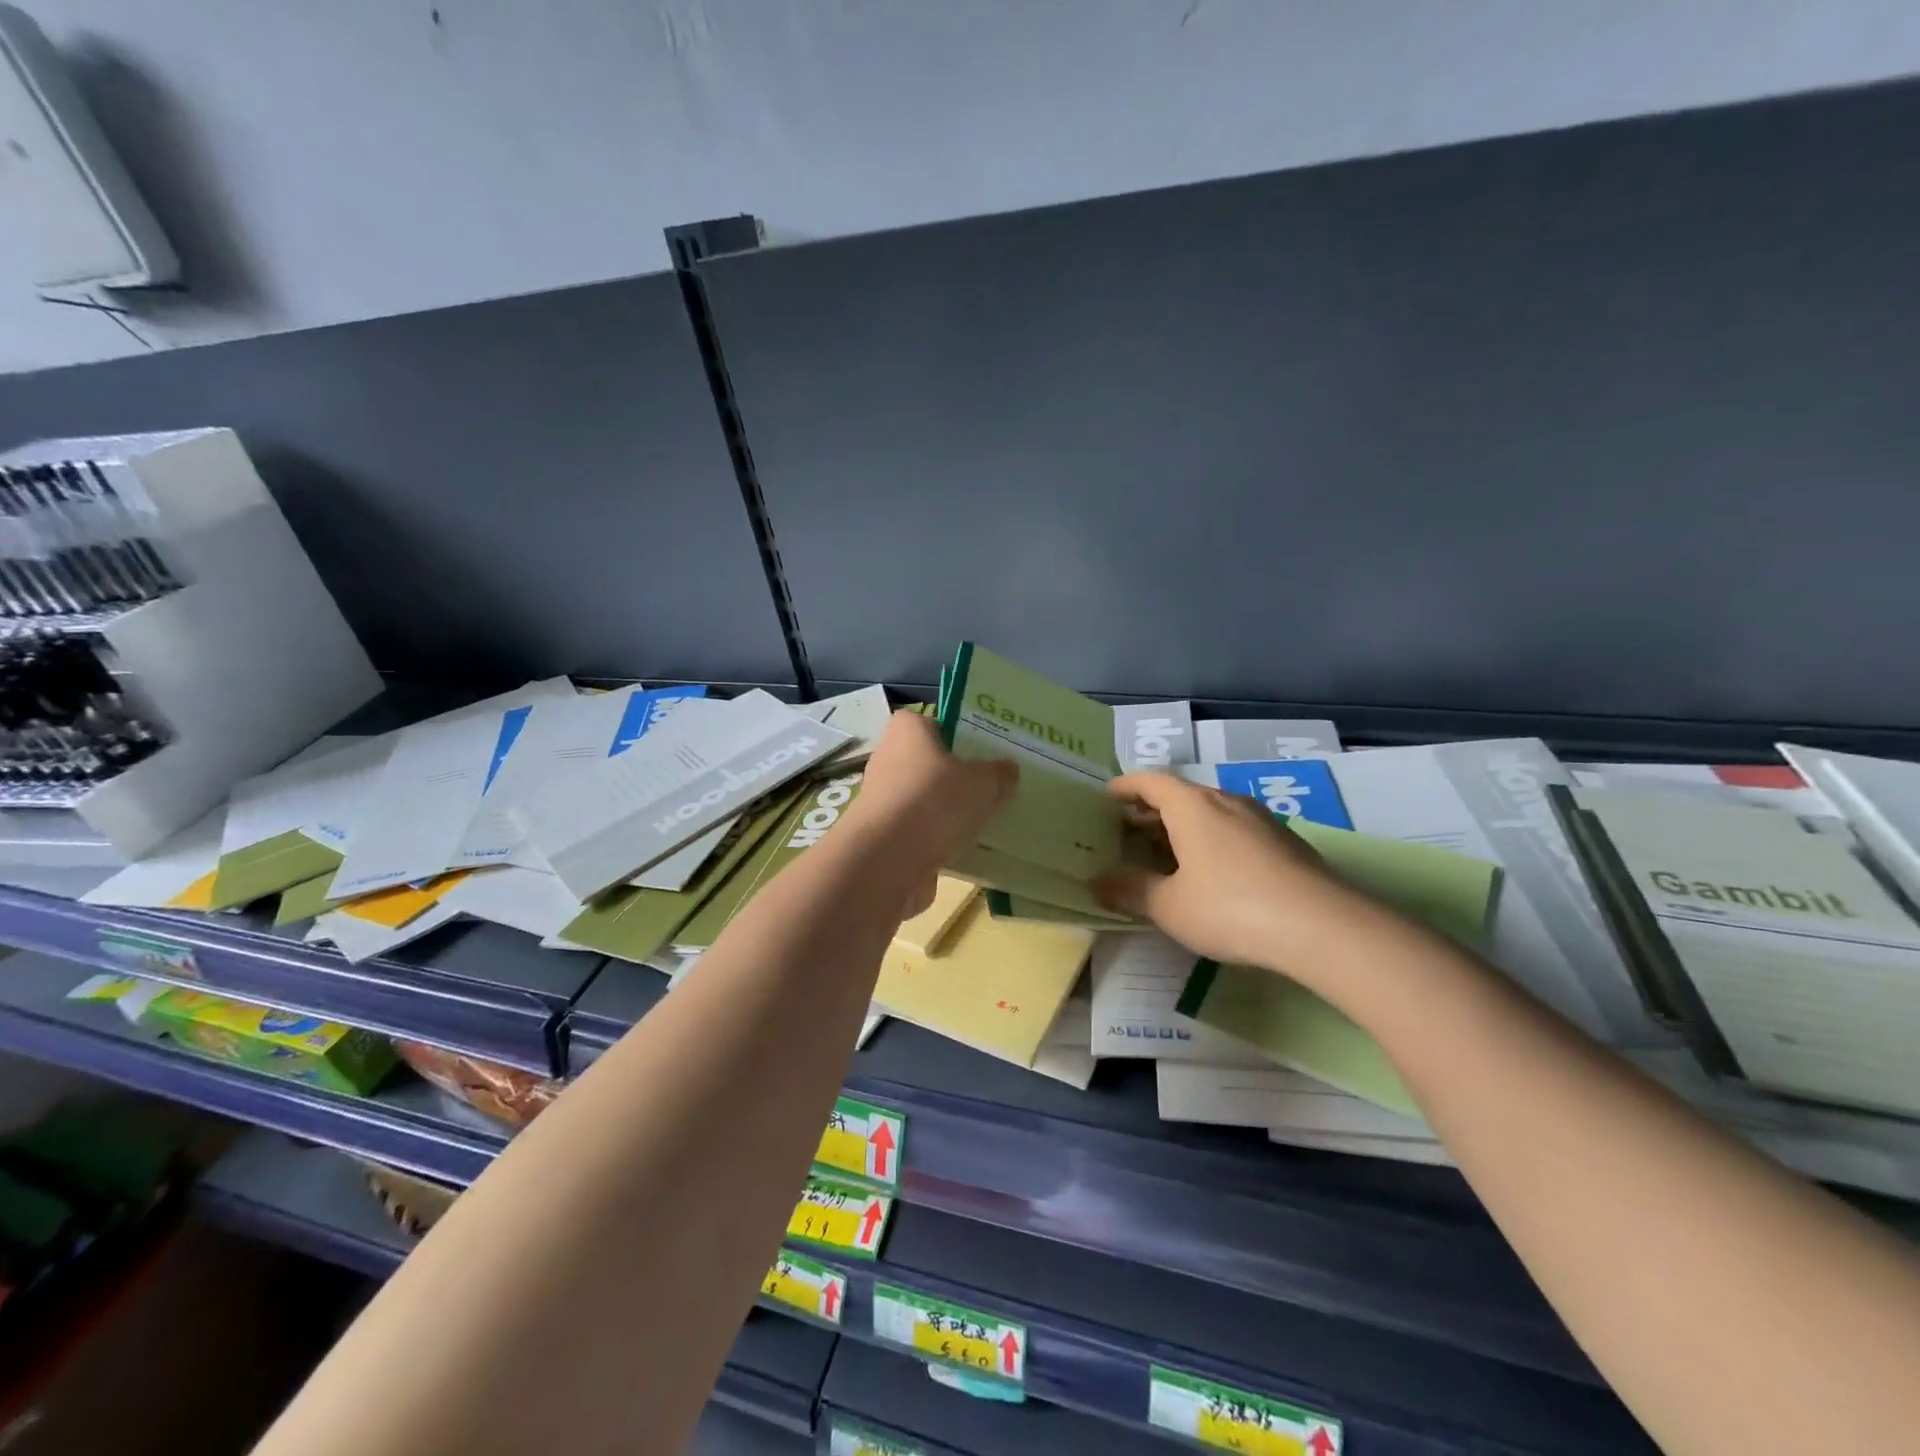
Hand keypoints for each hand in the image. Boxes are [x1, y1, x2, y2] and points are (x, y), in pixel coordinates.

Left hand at [840, 710, 1016, 916]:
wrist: (888, 860)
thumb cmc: (934, 801)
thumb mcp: (982, 782)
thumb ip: (998, 774)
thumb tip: (1007, 769)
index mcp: (908, 731)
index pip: (932, 722)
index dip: (957, 734)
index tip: (983, 751)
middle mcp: (889, 759)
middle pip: (930, 763)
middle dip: (957, 777)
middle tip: (992, 787)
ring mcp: (884, 800)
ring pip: (926, 800)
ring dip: (949, 811)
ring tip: (985, 822)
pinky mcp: (885, 836)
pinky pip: (921, 831)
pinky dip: (939, 840)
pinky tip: (967, 851)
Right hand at [1094, 771, 1361, 968]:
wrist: (1323, 927)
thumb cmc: (1231, 908)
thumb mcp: (1170, 906)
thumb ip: (1132, 890)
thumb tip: (1099, 882)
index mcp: (1192, 806)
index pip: (1150, 781)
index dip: (1125, 786)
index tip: (1106, 797)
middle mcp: (1225, 801)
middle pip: (1180, 795)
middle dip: (1150, 810)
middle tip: (1127, 831)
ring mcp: (1260, 819)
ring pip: (1210, 812)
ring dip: (1183, 826)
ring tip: (1166, 853)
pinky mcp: (1285, 842)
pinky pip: (1235, 830)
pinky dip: (1212, 840)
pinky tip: (1212, 873)